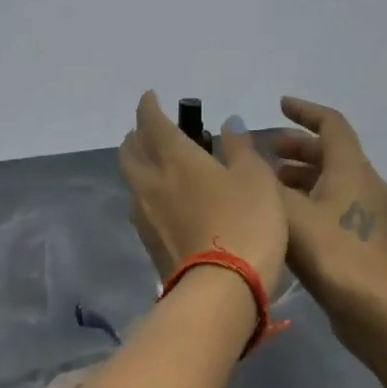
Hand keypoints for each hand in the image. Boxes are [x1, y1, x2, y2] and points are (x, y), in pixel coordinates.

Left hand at [117, 91, 288, 295]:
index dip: (149, 107)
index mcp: (176, 159)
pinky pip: (140, 208)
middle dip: (136, 136)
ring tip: (157, 166)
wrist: (220, 290)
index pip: (153, 123)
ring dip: (139, 167)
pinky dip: (147, 195)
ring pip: (132, 181)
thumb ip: (241, 149)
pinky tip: (165, 202)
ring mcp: (145, 216)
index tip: (151, 97)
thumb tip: (229, 124)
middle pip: (129, 152)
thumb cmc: (245, 224)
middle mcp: (151, 183)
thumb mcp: (256, 179)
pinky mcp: (148, 244)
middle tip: (150, 132)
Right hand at [271, 97, 386, 325]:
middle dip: (298, 147)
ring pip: (333, 181)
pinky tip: (286, 220)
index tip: (279, 105)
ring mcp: (370, 215)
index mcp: (352, 169)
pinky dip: (311, 200)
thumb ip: (259, 174)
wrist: (375, 311)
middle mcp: (367, 184)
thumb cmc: (331, 253)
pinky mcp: (367, 240)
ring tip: (268, 185)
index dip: (304, 111)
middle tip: (265, 151)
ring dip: (302, 176)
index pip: (331, 124)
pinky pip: (337, 205)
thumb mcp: (287, 210)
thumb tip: (235, 137)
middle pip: (332, 153)